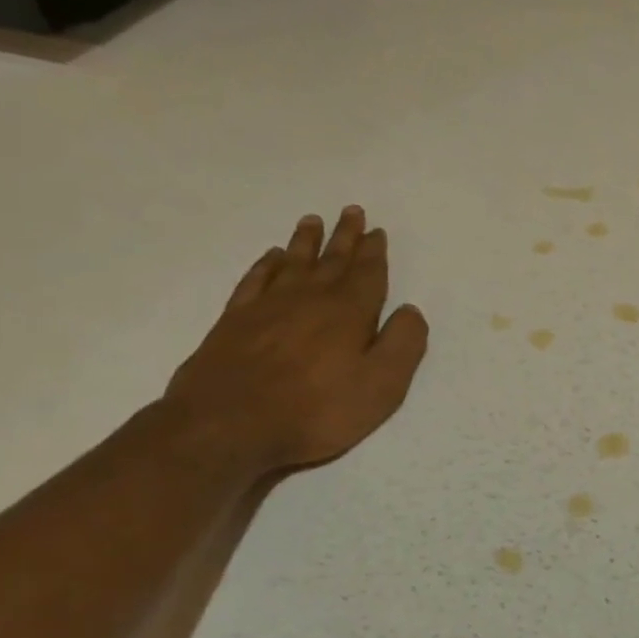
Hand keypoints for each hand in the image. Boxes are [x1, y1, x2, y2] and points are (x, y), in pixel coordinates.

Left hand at [163, 207, 428, 472]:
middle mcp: (310, 298)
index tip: (376, 230)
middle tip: (350, 211)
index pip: (367, 273)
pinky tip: (270, 257)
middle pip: (332, 260)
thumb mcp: (381, 386)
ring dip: (305, 242)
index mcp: (349, 311)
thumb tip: (411, 310)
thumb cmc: (316, 410)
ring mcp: (268, 307)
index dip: (373, 251)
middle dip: (344, 236)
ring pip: (293, 263)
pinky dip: (265, 266)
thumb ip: (403, 344)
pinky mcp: (234, 321)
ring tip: (312, 221)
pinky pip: (255, 281)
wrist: (227, 426)